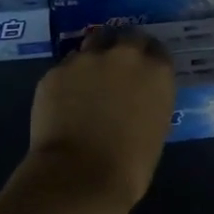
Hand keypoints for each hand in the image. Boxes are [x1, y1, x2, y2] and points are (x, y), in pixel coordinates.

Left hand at [25, 27, 175, 206]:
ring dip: (93, 58)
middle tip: (116, 68)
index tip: (143, 71)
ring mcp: (86, 59)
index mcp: (156, 72)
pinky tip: (63, 100)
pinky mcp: (56, 71)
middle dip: (122, 48)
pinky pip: (65, 68)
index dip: (149, 59)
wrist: (80, 177)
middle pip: (126, 37)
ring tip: (87, 81)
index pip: (157, 50)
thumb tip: (138, 98)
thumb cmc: (129, 166)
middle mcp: (124, 55)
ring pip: (92, 45)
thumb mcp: (156, 129)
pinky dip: (68, 80)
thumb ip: (149, 101)